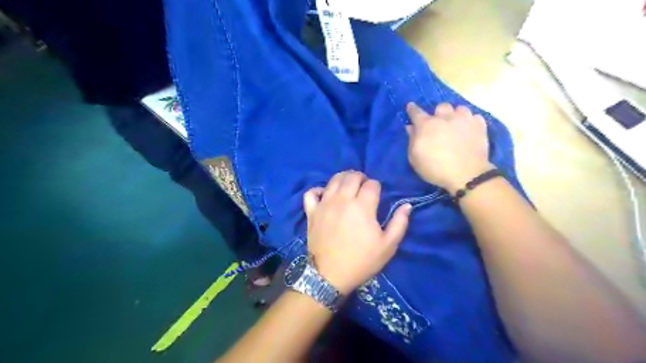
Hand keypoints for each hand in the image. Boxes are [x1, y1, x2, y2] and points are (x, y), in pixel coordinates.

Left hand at [302, 172, 407, 293]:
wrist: (330, 275)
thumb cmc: (362, 261)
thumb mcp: (388, 246)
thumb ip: (399, 223)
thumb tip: (407, 205)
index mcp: (362, 206)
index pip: (371, 184)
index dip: (376, 187)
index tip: (377, 195)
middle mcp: (342, 199)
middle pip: (352, 176)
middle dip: (361, 178)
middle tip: (364, 187)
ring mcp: (324, 204)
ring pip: (333, 180)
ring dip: (343, 178)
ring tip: (348, 186)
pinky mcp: (311, 212)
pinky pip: (311, 193)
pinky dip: (318, 190)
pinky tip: (325, 195)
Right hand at [405, 100, 492, 192]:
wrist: (467, 175)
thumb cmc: (435, 169)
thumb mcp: (415, 158)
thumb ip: (412, 140)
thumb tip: (411, 127)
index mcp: (426, 125)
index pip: (416, 112)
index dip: (412, 109)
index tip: (410, 106)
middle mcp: (445, 117)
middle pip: (441, 106)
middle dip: (438, 113)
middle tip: (439, 124)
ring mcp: (464, 119)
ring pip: (459, 108)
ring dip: (456, 115)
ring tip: (456, 125)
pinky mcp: (480, 125)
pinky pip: (474, 117)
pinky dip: (470, 122)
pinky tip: (469, 130)